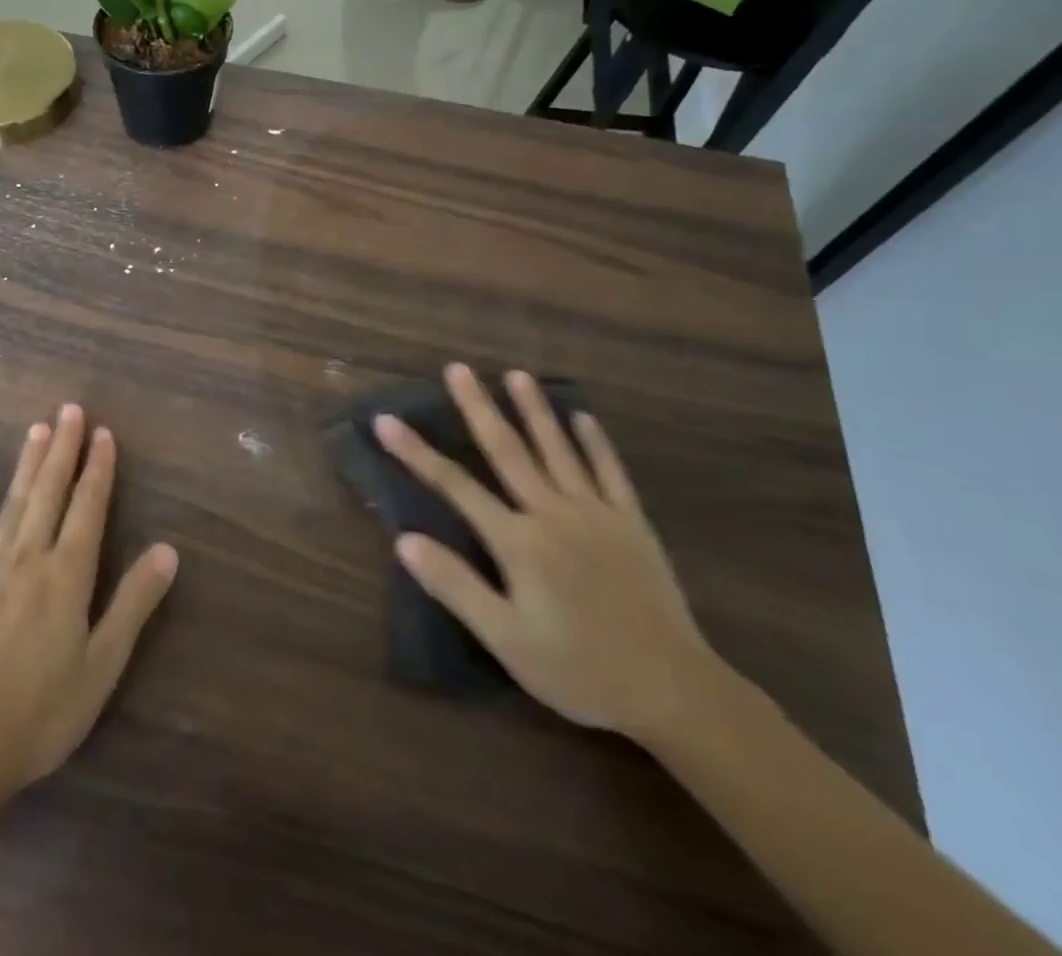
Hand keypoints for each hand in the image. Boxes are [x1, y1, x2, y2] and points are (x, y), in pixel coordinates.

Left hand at [0, 405, 178, 805]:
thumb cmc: (41, 713)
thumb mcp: (102, 665)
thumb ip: (133, 603)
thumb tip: (168, 549)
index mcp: (67, 574)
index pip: (88, 507)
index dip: (98, 468)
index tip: (103, 432)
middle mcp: (28, 558)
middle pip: (50, 492)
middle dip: (63, 449)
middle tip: (70, 409)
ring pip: (13, 503)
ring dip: (27, 463)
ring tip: (37, 428)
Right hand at [377, 367, 719, 739]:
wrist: (674, 692)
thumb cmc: (580, 671)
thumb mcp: (507, 640)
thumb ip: (456, 586)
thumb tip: (404, 540)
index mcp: (518, 541)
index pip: (455, 486)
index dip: (416, 452)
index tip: (386, 421)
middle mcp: (553, 514)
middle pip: (507, 451)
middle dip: (478, 408)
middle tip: (458, 369)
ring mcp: (597, 514)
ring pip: (558, 450)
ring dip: (535, 410)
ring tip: (517, 374)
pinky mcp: (633, 524)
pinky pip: (611, 472)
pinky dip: (596, 443)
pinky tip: (584, 417)